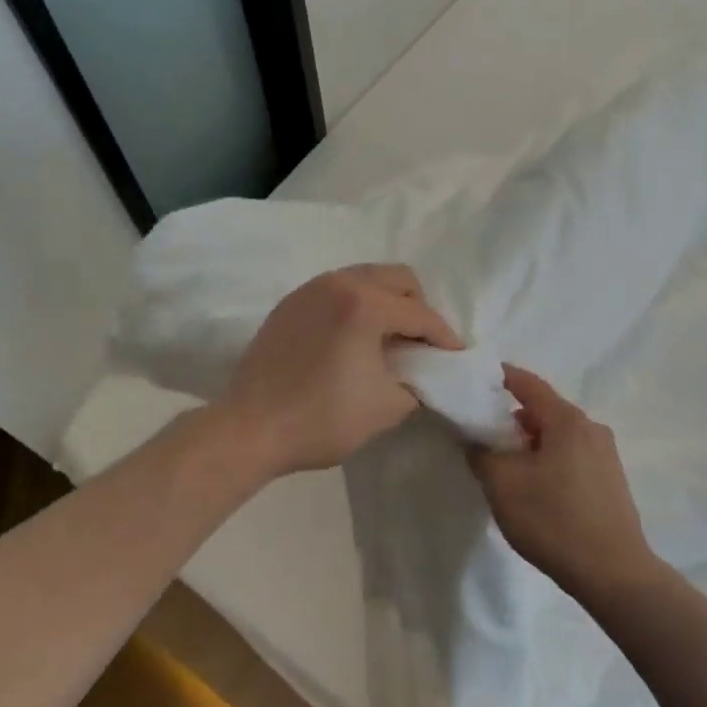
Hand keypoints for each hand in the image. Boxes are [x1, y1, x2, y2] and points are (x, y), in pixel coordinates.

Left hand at [221, 264, 462, 476]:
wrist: (250, 428)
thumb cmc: (322, 419)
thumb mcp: (387, 407)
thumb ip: (418, 382)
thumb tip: (422, 372)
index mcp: (365, 304)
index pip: (420, 314)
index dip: (444, 337)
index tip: (456, 356)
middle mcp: (338, 283)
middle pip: (396, 279)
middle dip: (418, 308)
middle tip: (421, 343)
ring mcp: (309, 290)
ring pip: (365, 279)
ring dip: (386, 303)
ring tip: (389, 339)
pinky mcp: (290, 303)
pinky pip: (336, 291)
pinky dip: (356, 306)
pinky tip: (353, 340)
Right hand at [468, 365, 657, 601]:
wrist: (614, 574)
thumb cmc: (553, 520)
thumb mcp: (502, 485)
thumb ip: (481, 453)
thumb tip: (474, 439)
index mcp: (567, 420)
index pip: (527, 383)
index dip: (499, 377)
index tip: (474, 380)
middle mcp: (591, 428)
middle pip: (544, 409)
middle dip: (512, 417)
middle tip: (483, 433)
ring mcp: (606, 455)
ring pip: (558, 434)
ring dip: (530, 442)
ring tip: (507, 466)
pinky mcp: (611, 480)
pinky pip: (572, 455)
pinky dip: (549, 458)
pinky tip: (536, 487)